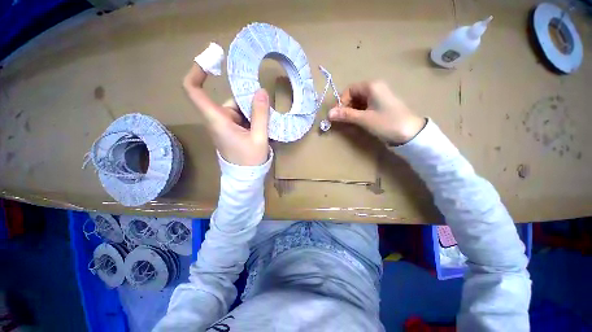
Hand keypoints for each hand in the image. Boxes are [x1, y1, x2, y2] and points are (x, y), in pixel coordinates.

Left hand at [183, 64, 269, 165]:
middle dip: (247, 102)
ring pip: (236, 108)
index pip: (194, 91)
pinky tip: (261, 127)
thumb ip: (260, 115)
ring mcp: (223, 125)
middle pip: (227, 100)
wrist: (245, 177)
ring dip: (252, 112)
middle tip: (265, 110)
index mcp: (218, 121)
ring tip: (265, 124)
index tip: (212, 61)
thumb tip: (261, 91)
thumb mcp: (259, 138)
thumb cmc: (250, 161)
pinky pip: (239, 116)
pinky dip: (251, 118)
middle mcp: (217, 120)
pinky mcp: (230, 130)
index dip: (198, 72)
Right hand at [329, 80, 425, 144]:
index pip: (349, 89)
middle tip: (342, 119)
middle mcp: (375, 88)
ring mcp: (379, 96)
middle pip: (354, 94)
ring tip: (349, 121)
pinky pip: (365, 106)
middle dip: (346, 106)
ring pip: (359, 101)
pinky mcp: (381, 105)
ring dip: (351, 110)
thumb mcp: (364, 119)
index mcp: (372, 86)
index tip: (337, 114)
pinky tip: (358, 121)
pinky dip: (358, 112)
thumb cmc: (387, 123)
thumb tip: (328, 114)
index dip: (341, 101)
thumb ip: (346, 115)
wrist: (411, 133)